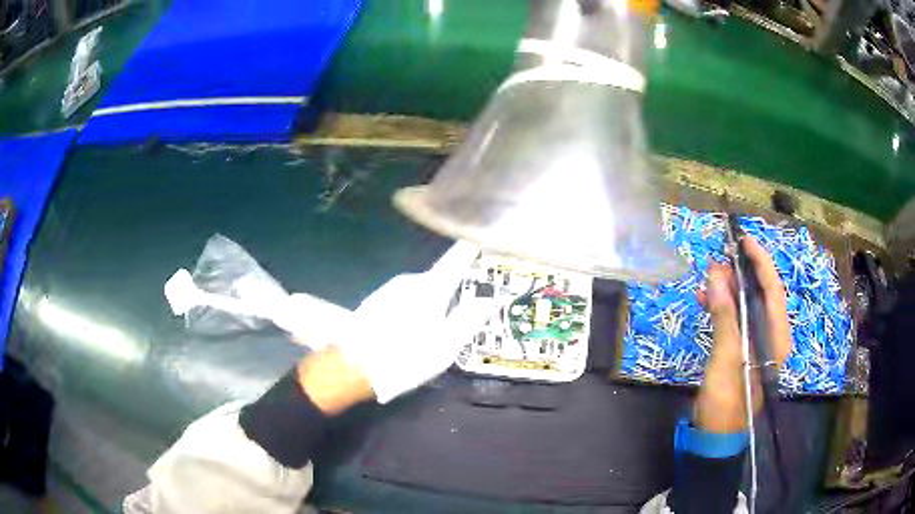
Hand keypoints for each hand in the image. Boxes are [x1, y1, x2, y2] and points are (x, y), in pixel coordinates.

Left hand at [337, 241, 490, 403]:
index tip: (483, 249)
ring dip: (430, 304)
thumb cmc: (406, 355)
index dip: (471, 251)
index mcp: (431, 286)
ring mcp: (389, 290)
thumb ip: (470, 318)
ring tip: (433, 333)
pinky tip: (408, 334)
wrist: (354, 366)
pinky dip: (412, 311)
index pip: (457, 257)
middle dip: (451, 291)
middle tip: (461, 316)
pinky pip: (403, 301)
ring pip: (420, 291)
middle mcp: (409, 280)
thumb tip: (490, 298)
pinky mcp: (374, 302)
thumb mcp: (447, 344)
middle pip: (438, 278)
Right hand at [693, 236, 792, 432]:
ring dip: (728, 290)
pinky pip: (733, 320)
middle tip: (720, 259)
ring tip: (708, 278)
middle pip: (760, 295)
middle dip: (741, 274)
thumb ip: (725, 315)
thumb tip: (717, 274)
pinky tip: (705, 300)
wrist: (716, 434)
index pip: (773, 290)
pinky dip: (721, 308)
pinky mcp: (740, 350)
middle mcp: (770, 336)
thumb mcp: (727, 356)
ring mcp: (754, 344)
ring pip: (745, 306)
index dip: (761, 262)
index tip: (745, 240)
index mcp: (776, 336)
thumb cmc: (727, 398)